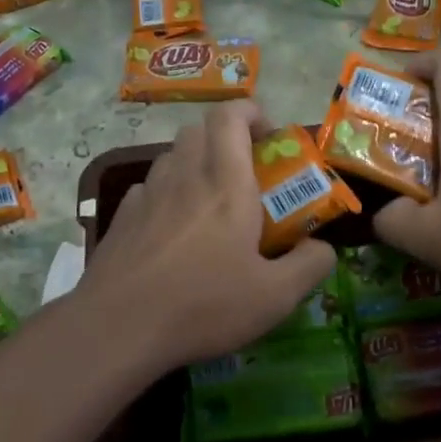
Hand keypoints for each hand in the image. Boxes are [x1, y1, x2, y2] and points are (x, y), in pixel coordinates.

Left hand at [77, 102, 337, 372]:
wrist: (117, 328)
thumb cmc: (203, 305)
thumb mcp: (275, 296)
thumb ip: (309, 266)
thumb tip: (323, 247)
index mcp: (226, 184)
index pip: (230, 116)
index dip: (251, 113)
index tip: (269, 137)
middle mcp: (184, 177)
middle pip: (199, 130)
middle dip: (226, 138)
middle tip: (246, 173)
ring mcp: (147, 195)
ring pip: (172, 156)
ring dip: (195, 164)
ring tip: (211, 204)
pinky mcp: (122, 218)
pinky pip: (149, 188)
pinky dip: (168, 194)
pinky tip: (174, 230)